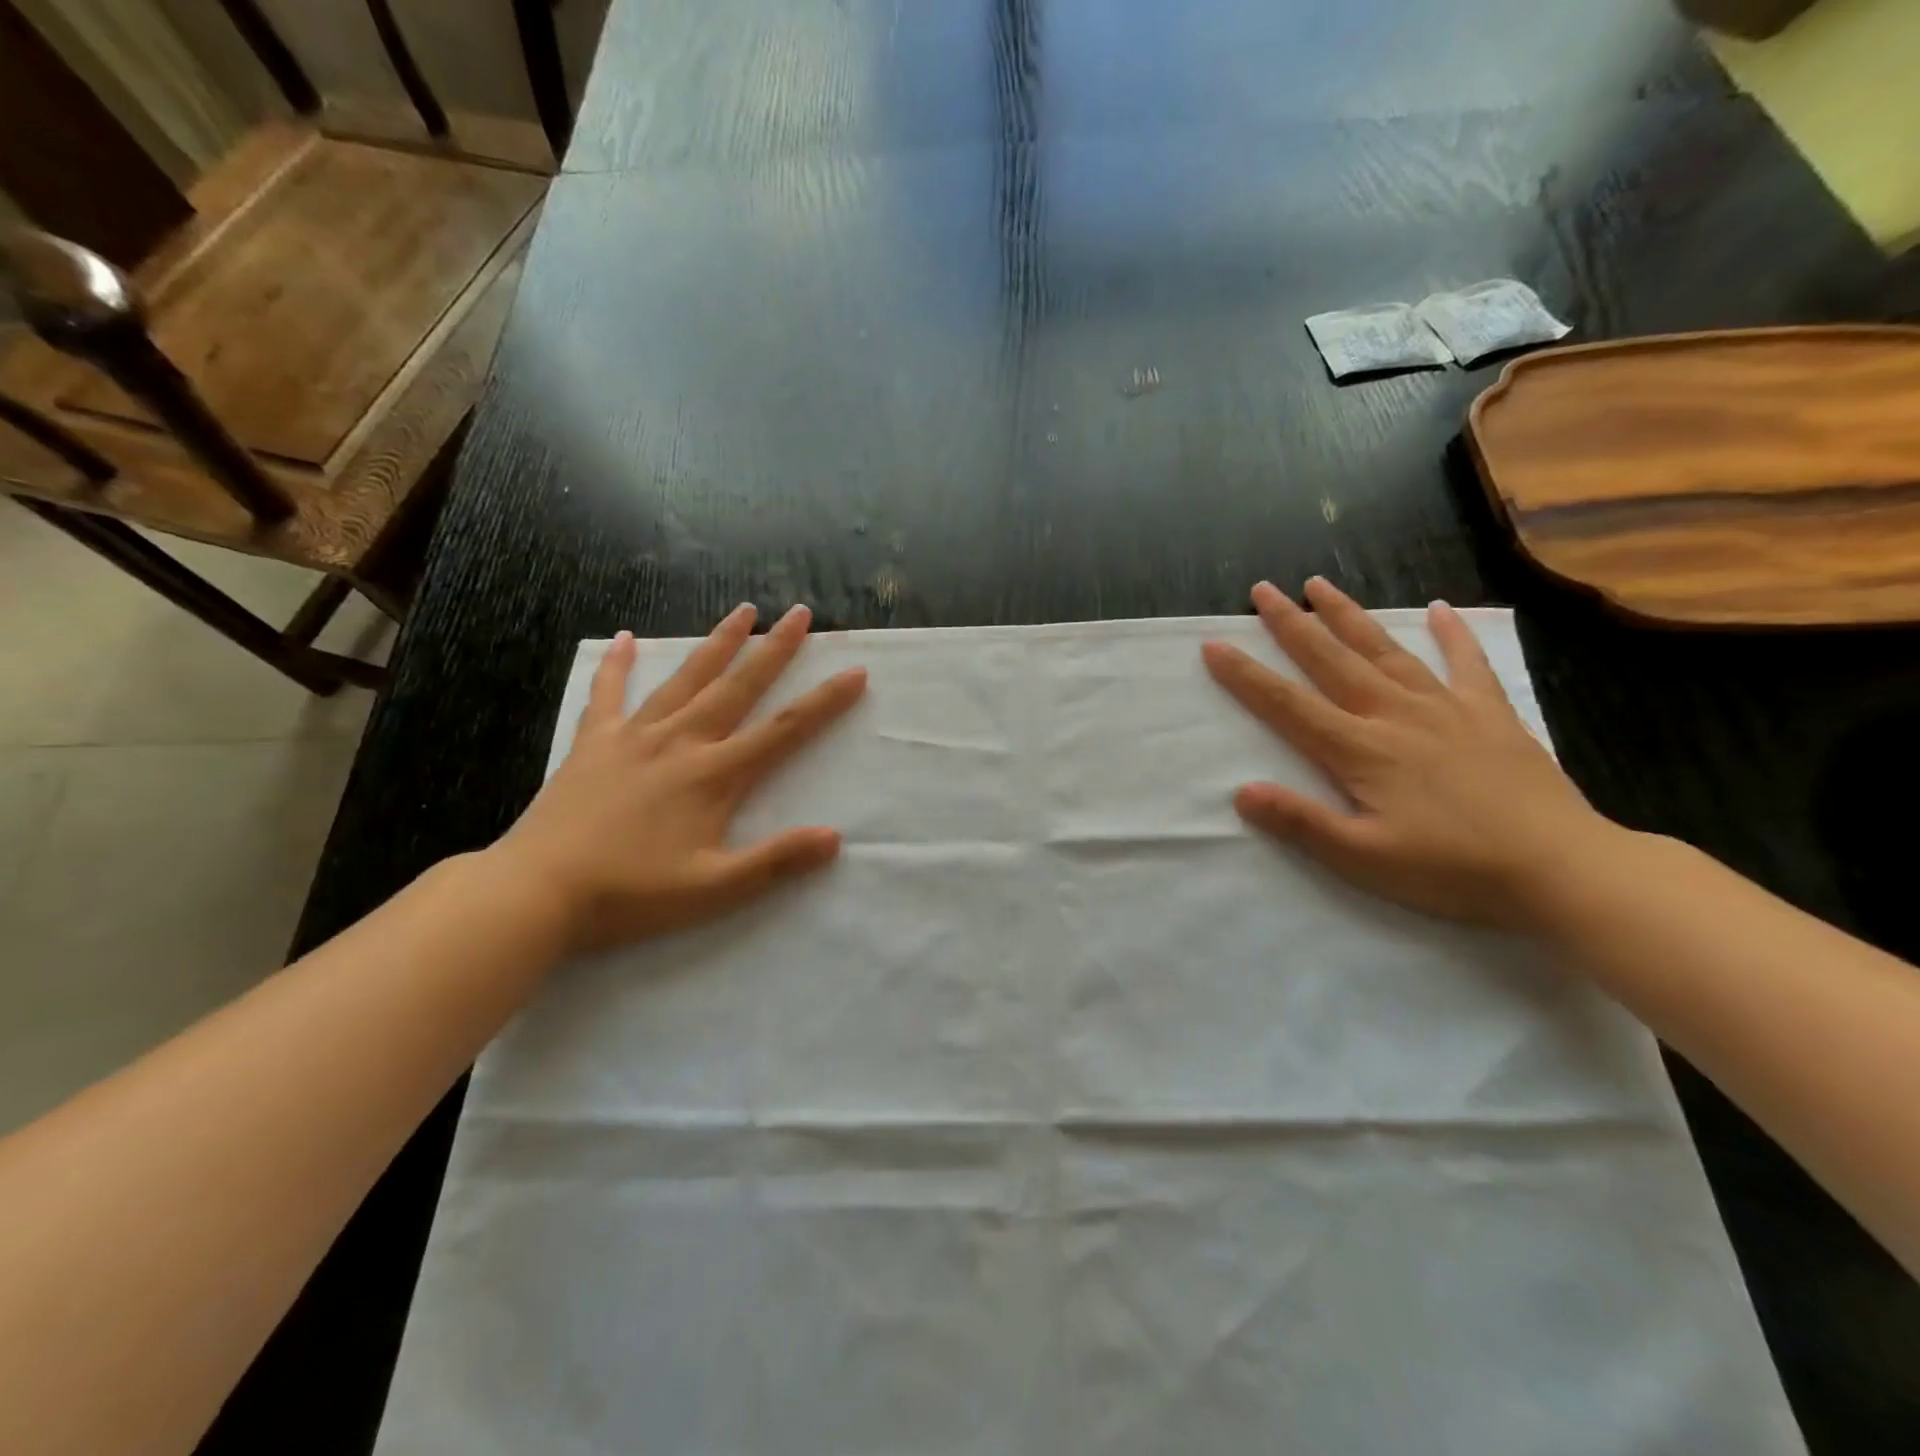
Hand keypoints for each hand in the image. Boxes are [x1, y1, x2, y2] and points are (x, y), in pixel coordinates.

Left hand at [492, 604, 866, 954]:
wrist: (537, 892)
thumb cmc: (631, 894)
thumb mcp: (713, 889)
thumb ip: (775, 861)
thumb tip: (834, 838)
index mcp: (714, 775)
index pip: (783, 730)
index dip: (824, 701)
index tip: (854, 672)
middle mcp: (681, 742)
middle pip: (739, 687)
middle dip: (775, 649)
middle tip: (801, 613)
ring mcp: (633, 737)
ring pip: (685, 679)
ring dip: (718, 643)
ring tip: (743, 611)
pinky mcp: (593, 744)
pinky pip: (607, 695)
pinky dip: (616, 666)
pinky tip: (623, 638)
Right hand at [1202, 578, 1613, 928]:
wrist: (1562, 869)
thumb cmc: (1453, 869)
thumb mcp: (1364, 859)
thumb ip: (1302, 822)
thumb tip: (1242, 792)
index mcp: (1361, 750)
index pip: (1288, 705)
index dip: (1246, 676)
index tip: (1214, 645)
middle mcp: (1395, 715)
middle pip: (1332, 661)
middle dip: (1291, 624)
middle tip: (1263, 590)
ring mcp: (1446, 709)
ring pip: (1386, 651)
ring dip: (1348, 616)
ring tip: (1319, 585)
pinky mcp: (1490, 715)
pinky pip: (1468, 664)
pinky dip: (1453, 634)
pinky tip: (1440, 609)